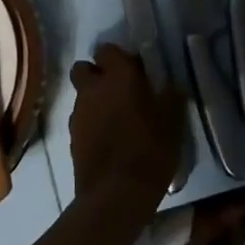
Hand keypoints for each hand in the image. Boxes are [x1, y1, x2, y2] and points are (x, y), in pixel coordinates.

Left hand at [68, 44, 185, 205]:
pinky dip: (91, 123)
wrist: (116, 195)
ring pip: (81, 95)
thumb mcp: (173, 123)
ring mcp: (78, 113)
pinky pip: (80, 119)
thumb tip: (171, 85)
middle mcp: (92, 89)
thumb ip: (171, 97)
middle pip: (84, 69)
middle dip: (97, 74)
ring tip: (117, 119)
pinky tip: (109, 140)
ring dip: (95, 100)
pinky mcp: (71, 137)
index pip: (107, 50)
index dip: (119, 58)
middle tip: (120, 90)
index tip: (136, 71)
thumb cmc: (150, 151)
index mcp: (118, 77)